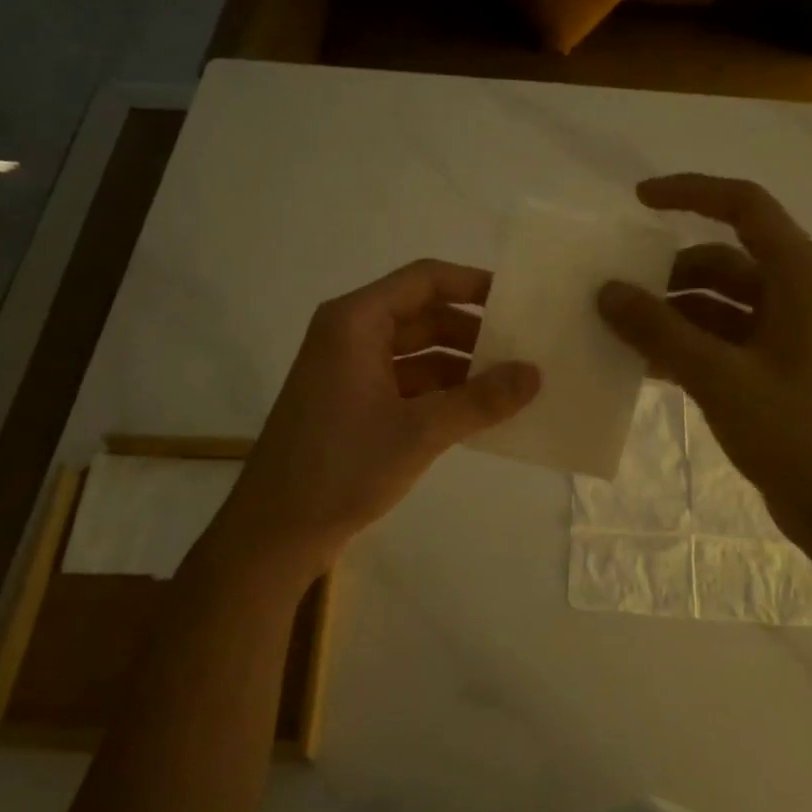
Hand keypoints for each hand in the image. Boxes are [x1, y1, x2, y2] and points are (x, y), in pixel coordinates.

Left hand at [214, 259, 539, 574]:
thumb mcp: (420, 431)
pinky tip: (478, 413)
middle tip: (525, 349)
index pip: (425, 280)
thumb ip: (480, 400)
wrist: (276, 531)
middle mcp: (351, 335)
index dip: (473, 285)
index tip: (519, 302)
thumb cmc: (342, 466)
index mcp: (356, 322)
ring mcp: (350, 371)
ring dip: (461, 367)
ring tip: (512, 384)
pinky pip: (406, 383)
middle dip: (473, 332)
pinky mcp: (353, 404)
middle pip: (423, 315)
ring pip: (417, 353)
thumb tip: (535, 373)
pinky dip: (441, 393)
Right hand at [597, 175, 811, 548]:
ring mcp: (786, 335)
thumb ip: (659, 331)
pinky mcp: (774, 370)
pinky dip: (684, 345)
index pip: (744, 207)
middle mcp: (797, 295)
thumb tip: (607, 291)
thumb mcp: (719, 377)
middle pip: (722, 259)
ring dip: (670, 313)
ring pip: (717, 304)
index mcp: (800, 277)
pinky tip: (643, 364)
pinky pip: (721, 340)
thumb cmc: (796, 433)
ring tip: (617, 331)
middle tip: (612, 289)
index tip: (637, 200)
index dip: (690, 193)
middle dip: (666, 273)